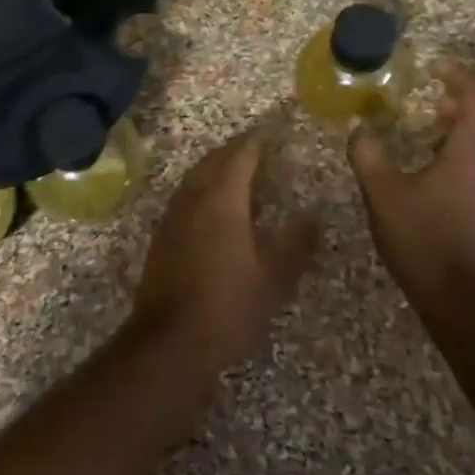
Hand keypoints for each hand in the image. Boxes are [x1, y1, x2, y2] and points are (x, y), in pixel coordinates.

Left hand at [132, 127, 318, 373]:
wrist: (171, 341)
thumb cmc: (229, 303)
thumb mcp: (274, 275)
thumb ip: (295, 241)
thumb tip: (312, 216)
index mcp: (222, 197)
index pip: (241, 154)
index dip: (258, 140)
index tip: (274, 133)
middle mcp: (193, 197)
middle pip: (214, 160)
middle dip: (237, 151)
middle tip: (261, 150)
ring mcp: (173, 216)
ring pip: (197, 178)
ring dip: (219, 170)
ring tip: (244, 178)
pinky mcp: (163, 237)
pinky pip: (187, 198)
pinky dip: (206, 192)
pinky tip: (220, 212)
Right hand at [348, 60, 474, 295]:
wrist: (465, 299)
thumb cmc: (423, 238)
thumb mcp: (383, 194)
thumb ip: (367, 155)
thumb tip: (359, 129)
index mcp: (473, 148)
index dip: (458, 74)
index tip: (434, 68)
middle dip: (473, 96)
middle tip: (439, 96)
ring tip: (438, 129)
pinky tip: (449, 168)